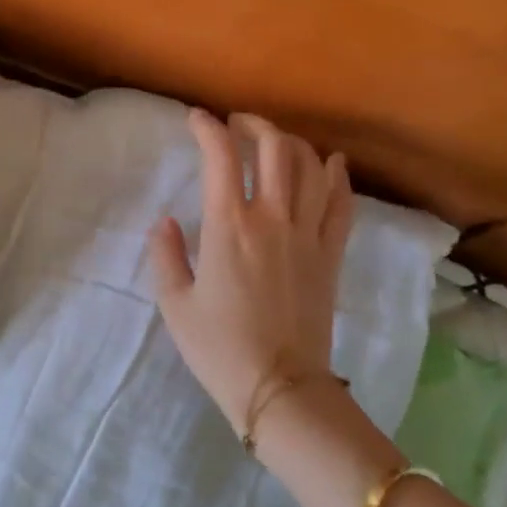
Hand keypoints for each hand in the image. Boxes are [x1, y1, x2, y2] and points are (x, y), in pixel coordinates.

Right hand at [150, 110, 354, 431]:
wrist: (279, 386)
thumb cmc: (218, 348)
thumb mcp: (175, 303)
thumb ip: (166, 255)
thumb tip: (166, 222)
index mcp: (228, 228)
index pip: (220, 157)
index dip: (207, 128)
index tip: (195, 119)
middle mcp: (272, 219)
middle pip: (274, 149)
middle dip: (254, 125)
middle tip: (237, 124)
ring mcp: (308, 235)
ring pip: (311, 167)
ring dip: (292, 143)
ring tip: (275, 141)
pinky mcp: (331, 255)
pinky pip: (341, 203)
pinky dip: (337, 176)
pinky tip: (331, 163)